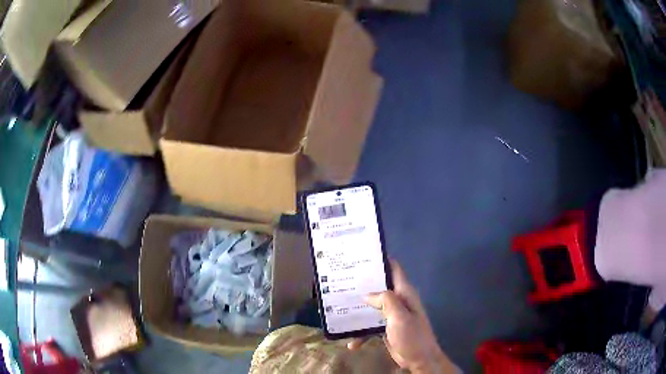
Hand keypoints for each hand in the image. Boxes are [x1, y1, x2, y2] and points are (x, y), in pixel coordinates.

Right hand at [348, 260, 456, 372]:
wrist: (419, 359)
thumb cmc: (412, 336)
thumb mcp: (400, 317)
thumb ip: (386, 301)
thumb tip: (367, 294)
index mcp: (404, 293)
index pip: (394, 269)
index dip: (380, 260)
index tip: (361, 256)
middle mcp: (397, 301)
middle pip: (379, 287)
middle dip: (362, 285)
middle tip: (342, 280)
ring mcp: (391, 315)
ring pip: (371, 306)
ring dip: (358, 309)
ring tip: (339, 309)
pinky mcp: (385, 328)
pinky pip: (369, 326)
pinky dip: (361, 333)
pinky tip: (352, 343)